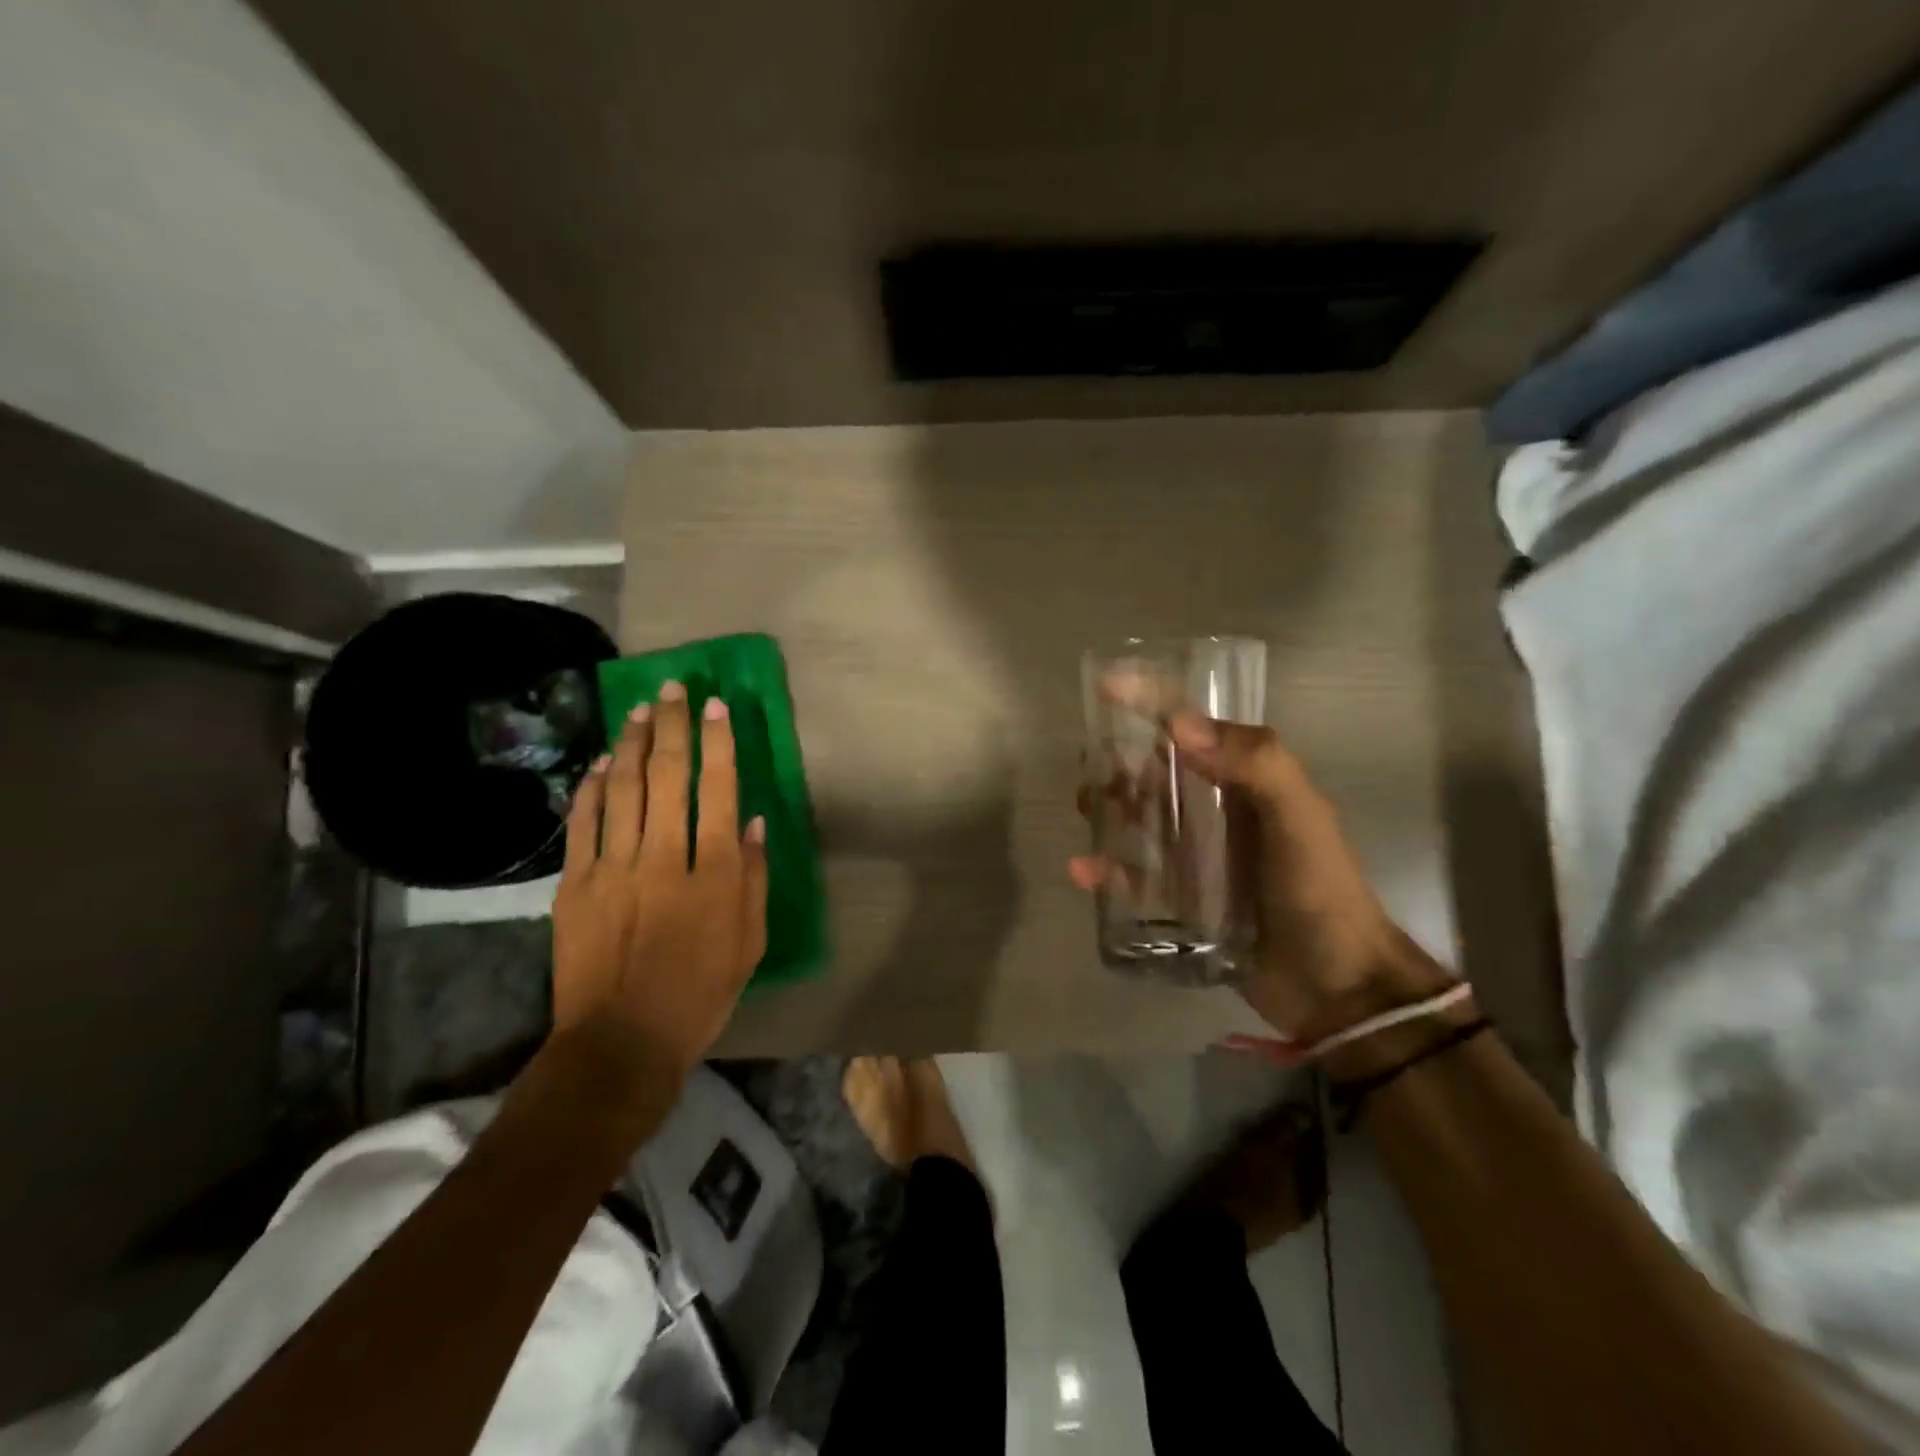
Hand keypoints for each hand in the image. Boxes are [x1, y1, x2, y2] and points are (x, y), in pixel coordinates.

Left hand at [551, 681, 767, 1095]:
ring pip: (620, 789)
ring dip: (630, 744)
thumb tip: (754, 823)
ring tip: (638, 710)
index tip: (715, 706)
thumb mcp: (749, 941)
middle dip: (671, 726)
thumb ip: (753, 878)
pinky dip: (590, 788)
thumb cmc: (701, 993)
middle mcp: (662, 858)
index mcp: (713, 873)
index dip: (718, 743)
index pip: (719, 790)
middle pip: (666, 776)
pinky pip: (582, 823)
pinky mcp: (574, 884)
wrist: (620, 1041)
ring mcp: (612, 868)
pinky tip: (598, 763)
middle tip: (672, 689)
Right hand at [1070, 710, 1444, 1043]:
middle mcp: (1221, 812)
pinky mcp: (1184, 901)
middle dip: (1121, 760)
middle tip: (1087, 761)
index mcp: (1249, 781)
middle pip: (1159, 772)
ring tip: (1082, 805)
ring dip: (1110, 808)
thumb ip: (1255, 764)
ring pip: (1142, 820)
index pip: (1196, 727)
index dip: (1152, 701)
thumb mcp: (1300, 818)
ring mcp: (1201, 858)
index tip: (1107, 686)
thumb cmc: (1321, 892)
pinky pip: (1137, 877)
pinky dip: (1109, 871)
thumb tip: (1177, 725)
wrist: (1339, 988)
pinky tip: (1083, 869)